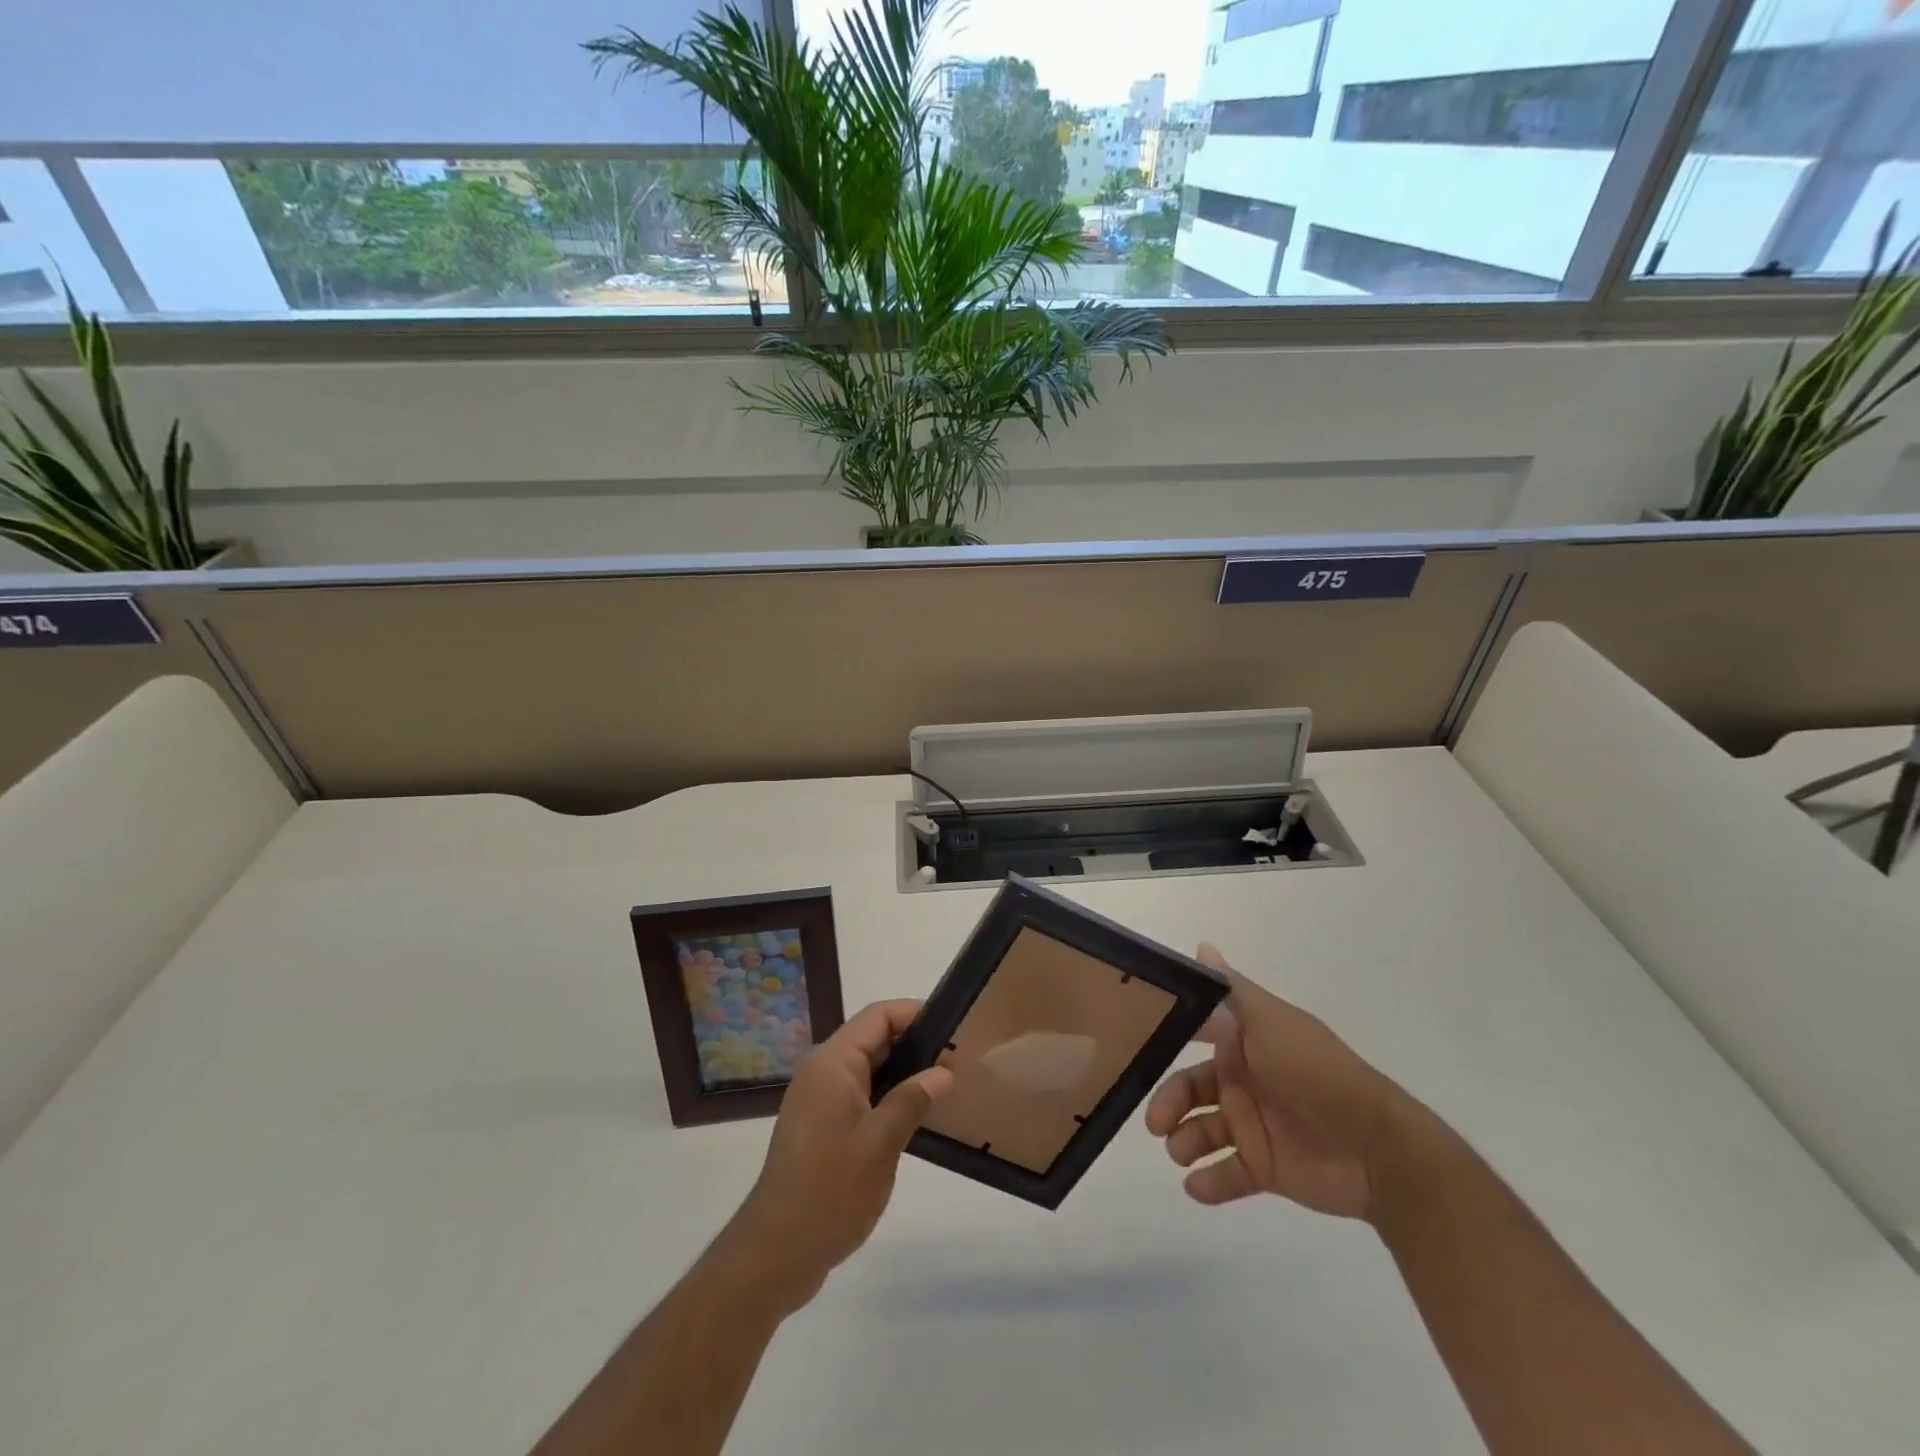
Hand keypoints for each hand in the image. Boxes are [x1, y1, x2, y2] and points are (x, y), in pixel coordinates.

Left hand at [719, 1000, 952, 1316]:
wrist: (775, 1254)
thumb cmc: (829, 1192)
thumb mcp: (880, 1144)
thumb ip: (912, 1100)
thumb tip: (944, 1072)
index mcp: (832, 1064)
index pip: (878, 1016)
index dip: (915, 1013)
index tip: (952, 1027)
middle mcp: (821, 1071)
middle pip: (872, 1038)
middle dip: (914, 1043)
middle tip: (957, 1059)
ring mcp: (818, 1099)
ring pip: (867, 1067)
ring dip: (902, 1071)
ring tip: (944, 1085)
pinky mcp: (820, 1126)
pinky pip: (859, 1093)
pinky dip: (887, 1095)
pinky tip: (915, 1116)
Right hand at [1145, 943, 1422, 1220]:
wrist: (1376, 1148)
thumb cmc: (1315, 1072)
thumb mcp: (1271, 1022)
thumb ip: (1232, 991)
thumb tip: (1202, 946)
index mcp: (1243, 1043)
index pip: (1194, 1036)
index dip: (1165, 1040)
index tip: (1134, 1047)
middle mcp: (1243, 1081)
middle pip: (1190, 1089)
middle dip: (1169, 1103)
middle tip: (1156, 1124)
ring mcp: (1254, 1125)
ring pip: (1202, 1131)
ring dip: (1185, 1142)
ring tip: (1181, 1153)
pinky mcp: (1266, 1168)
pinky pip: (1228, 1174)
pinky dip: (1209, 1182)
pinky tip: (1196, 1185)